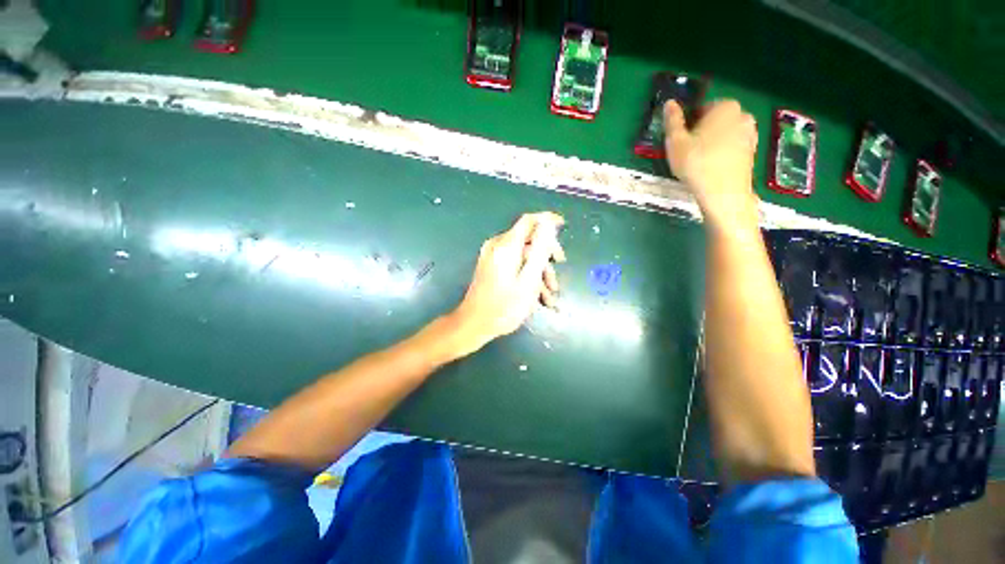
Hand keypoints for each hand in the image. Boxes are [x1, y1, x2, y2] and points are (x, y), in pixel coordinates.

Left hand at [449, 212, 565, 355]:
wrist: (474, 324)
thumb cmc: (504, 306)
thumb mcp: (529, 279)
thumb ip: (540, 250)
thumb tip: (548, 224)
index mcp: (506, 246)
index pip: (530, 220)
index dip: (548, 220)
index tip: (563, 226)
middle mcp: (498, 246)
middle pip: (529, 241)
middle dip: (546, 257)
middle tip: (559, 270)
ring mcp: (493, 257)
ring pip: (524, 256)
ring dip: (539, 273)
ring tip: (549, 297)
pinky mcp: (491, 267)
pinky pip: (514, 265)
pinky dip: (527, 277)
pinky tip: (537, 297)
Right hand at [664, 99, 759, 228]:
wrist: (723, 192)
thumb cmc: (696, 163)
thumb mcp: (676, 142)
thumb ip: (672, 121)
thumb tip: (669, 102)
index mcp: (725, 106)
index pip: (702, 108)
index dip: (689, 124)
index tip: (681, 140)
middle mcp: (743, 115)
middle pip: (715, 121)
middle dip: (702, 132)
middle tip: (688, 151)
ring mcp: (751, 134)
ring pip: (725, 134)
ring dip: (712, 143)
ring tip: (699, 161)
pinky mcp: (753, 151)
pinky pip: (732, 147)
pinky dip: (722, 153)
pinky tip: (711, 167)